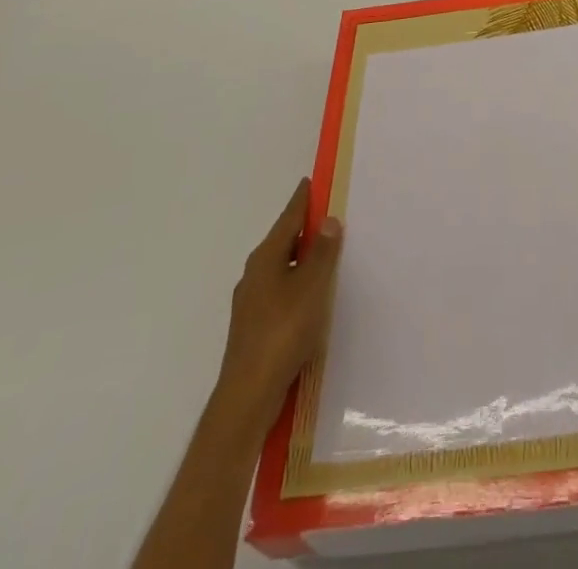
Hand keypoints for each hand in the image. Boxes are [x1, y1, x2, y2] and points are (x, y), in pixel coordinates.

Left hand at [210, 179, 342, 441]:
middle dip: (303, 229)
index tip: (310, 182)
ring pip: (281, 268)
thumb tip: (328, 219)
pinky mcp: (254, 327)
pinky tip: (310, 297)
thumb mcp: (311, 287)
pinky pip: (280, 291)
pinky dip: (296, 283)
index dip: (302, 200)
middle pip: (283, 242)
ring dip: (301, 259)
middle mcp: (254, 274)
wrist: (248, 394)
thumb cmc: (283, 332)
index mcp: (266, 258)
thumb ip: (322, 252)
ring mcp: (251, 302)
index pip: (288, 219)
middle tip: (328, 216)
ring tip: (325, 256)